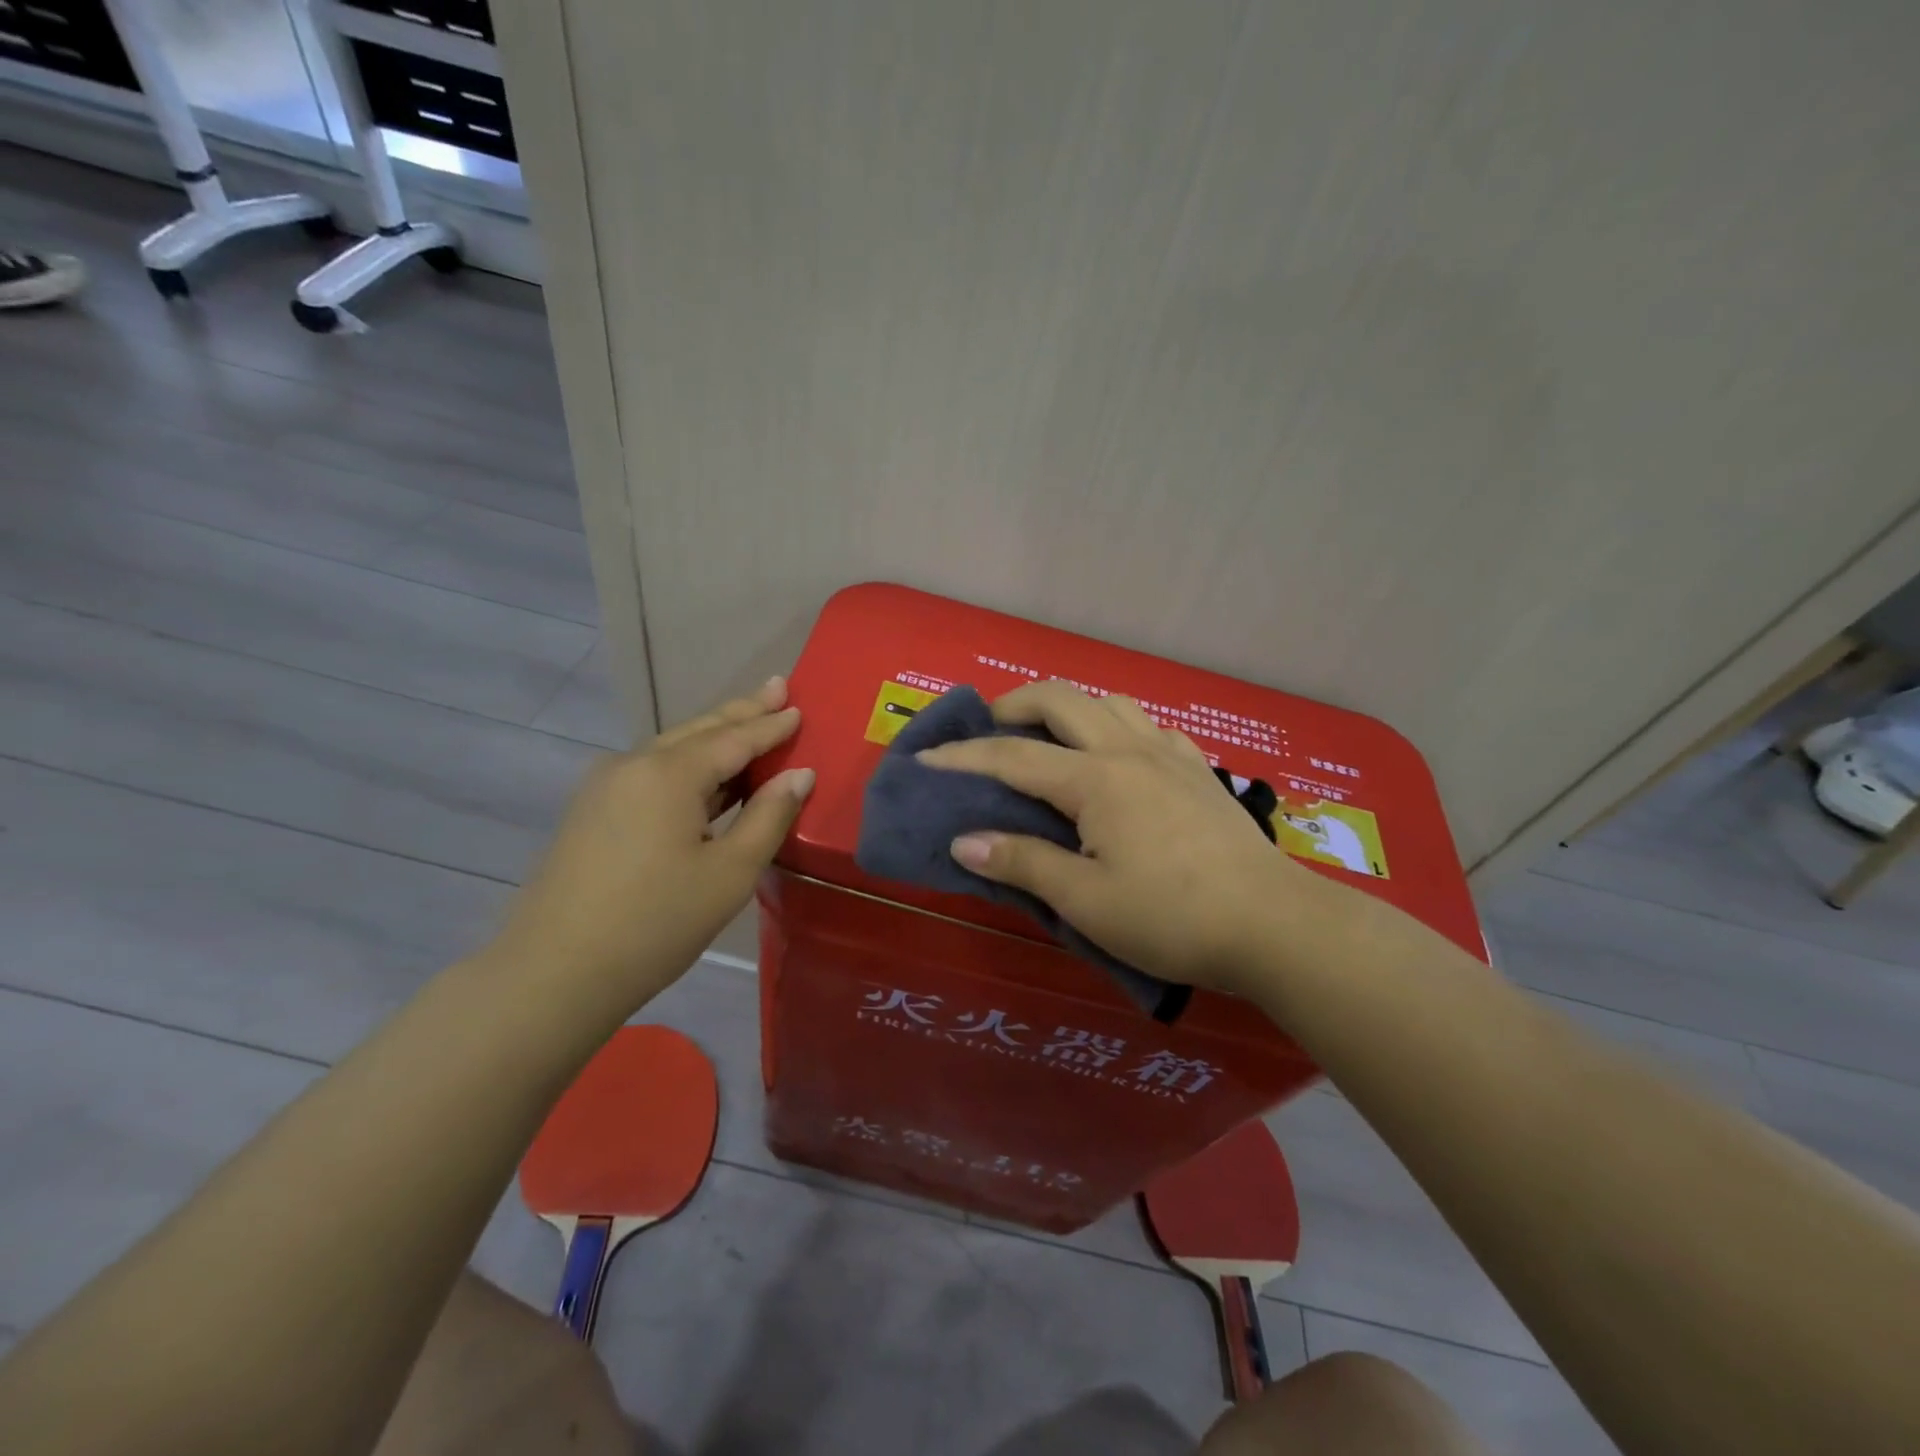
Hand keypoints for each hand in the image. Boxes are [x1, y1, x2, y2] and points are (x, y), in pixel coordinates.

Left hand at [488, 677, 812, 1004]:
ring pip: (672, 748)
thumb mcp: (730, 872)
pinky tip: (704, 772)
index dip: (771, 726)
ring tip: (749, 719)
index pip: (734, 739)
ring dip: (714, 735)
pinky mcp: (592, 810)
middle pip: (699, 730)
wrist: (555, 973)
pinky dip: (688, 763)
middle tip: (776, 687)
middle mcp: (633, 764)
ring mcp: (605, 786)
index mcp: (669, 773)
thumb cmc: (657, 922)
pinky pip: (652, 771)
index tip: (799, 708)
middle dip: (741, 711)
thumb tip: (799, 774)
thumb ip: (769, 816)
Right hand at [917, 681, 1330, 993]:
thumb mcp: (1086, 901)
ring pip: (1109, 702)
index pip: (1012, 756)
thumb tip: (964, 841)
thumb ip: (1023, 863)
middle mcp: (1128, 749)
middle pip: (1060, 699)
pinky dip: (1117, 728)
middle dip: (1012, 706)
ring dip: (1069, 710)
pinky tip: (1118, 760)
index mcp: (1095, 779)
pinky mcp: (1199, 770)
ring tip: (1051, 743)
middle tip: (987, 733)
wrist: (1275, 925)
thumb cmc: (1172, 917)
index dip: (962, 757)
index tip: (923, 760)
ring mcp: (1169, 754)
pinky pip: (1149, 726)